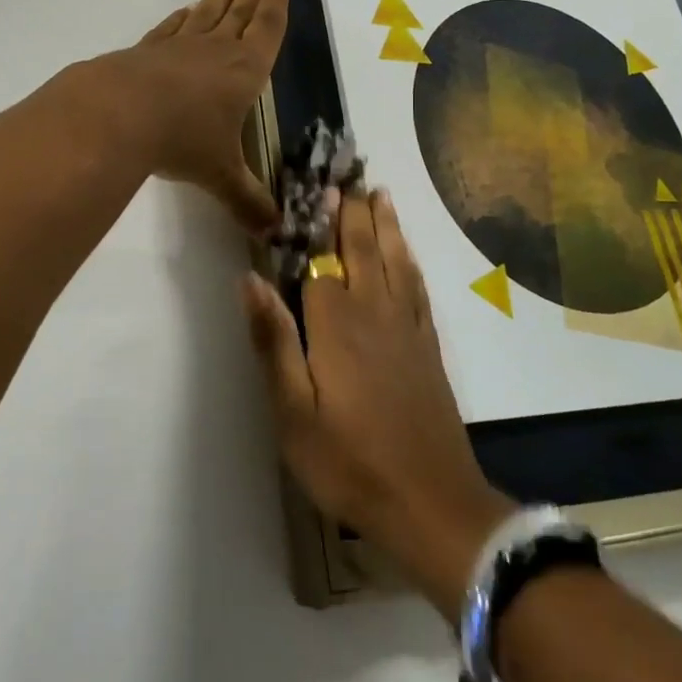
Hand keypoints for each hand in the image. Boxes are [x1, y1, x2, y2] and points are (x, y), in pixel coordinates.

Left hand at [99, 0, 289, 232]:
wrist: (118, 114)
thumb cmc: (182, 140)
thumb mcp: (220, 175)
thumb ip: (247, 201)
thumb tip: (274, 233)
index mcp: (243, 72)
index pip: (266, 29)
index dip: (275, 3)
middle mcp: (214, 51)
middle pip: (239, 12)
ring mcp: (177, 47)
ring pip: (206, 13)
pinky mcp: (146, 52)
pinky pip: (171, 28)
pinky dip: (181, 17)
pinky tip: (185, 10)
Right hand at [242, 188, 512, 613]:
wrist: (433, 506)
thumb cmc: (351, 462)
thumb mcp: (293, 412)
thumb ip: (273, 341)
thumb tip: (249, 279)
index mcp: (337, 323)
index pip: (320, 257)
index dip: (313, 222)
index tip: (310, 185)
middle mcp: (374, 312)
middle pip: (361, 249)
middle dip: (353, 211)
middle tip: (348, 175)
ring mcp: (407, 327)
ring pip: (394, 260)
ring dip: (385, 225)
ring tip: (379, 193)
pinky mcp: (428, 346)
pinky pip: (417, 287)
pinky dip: (409, 260)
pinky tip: (406, 252)